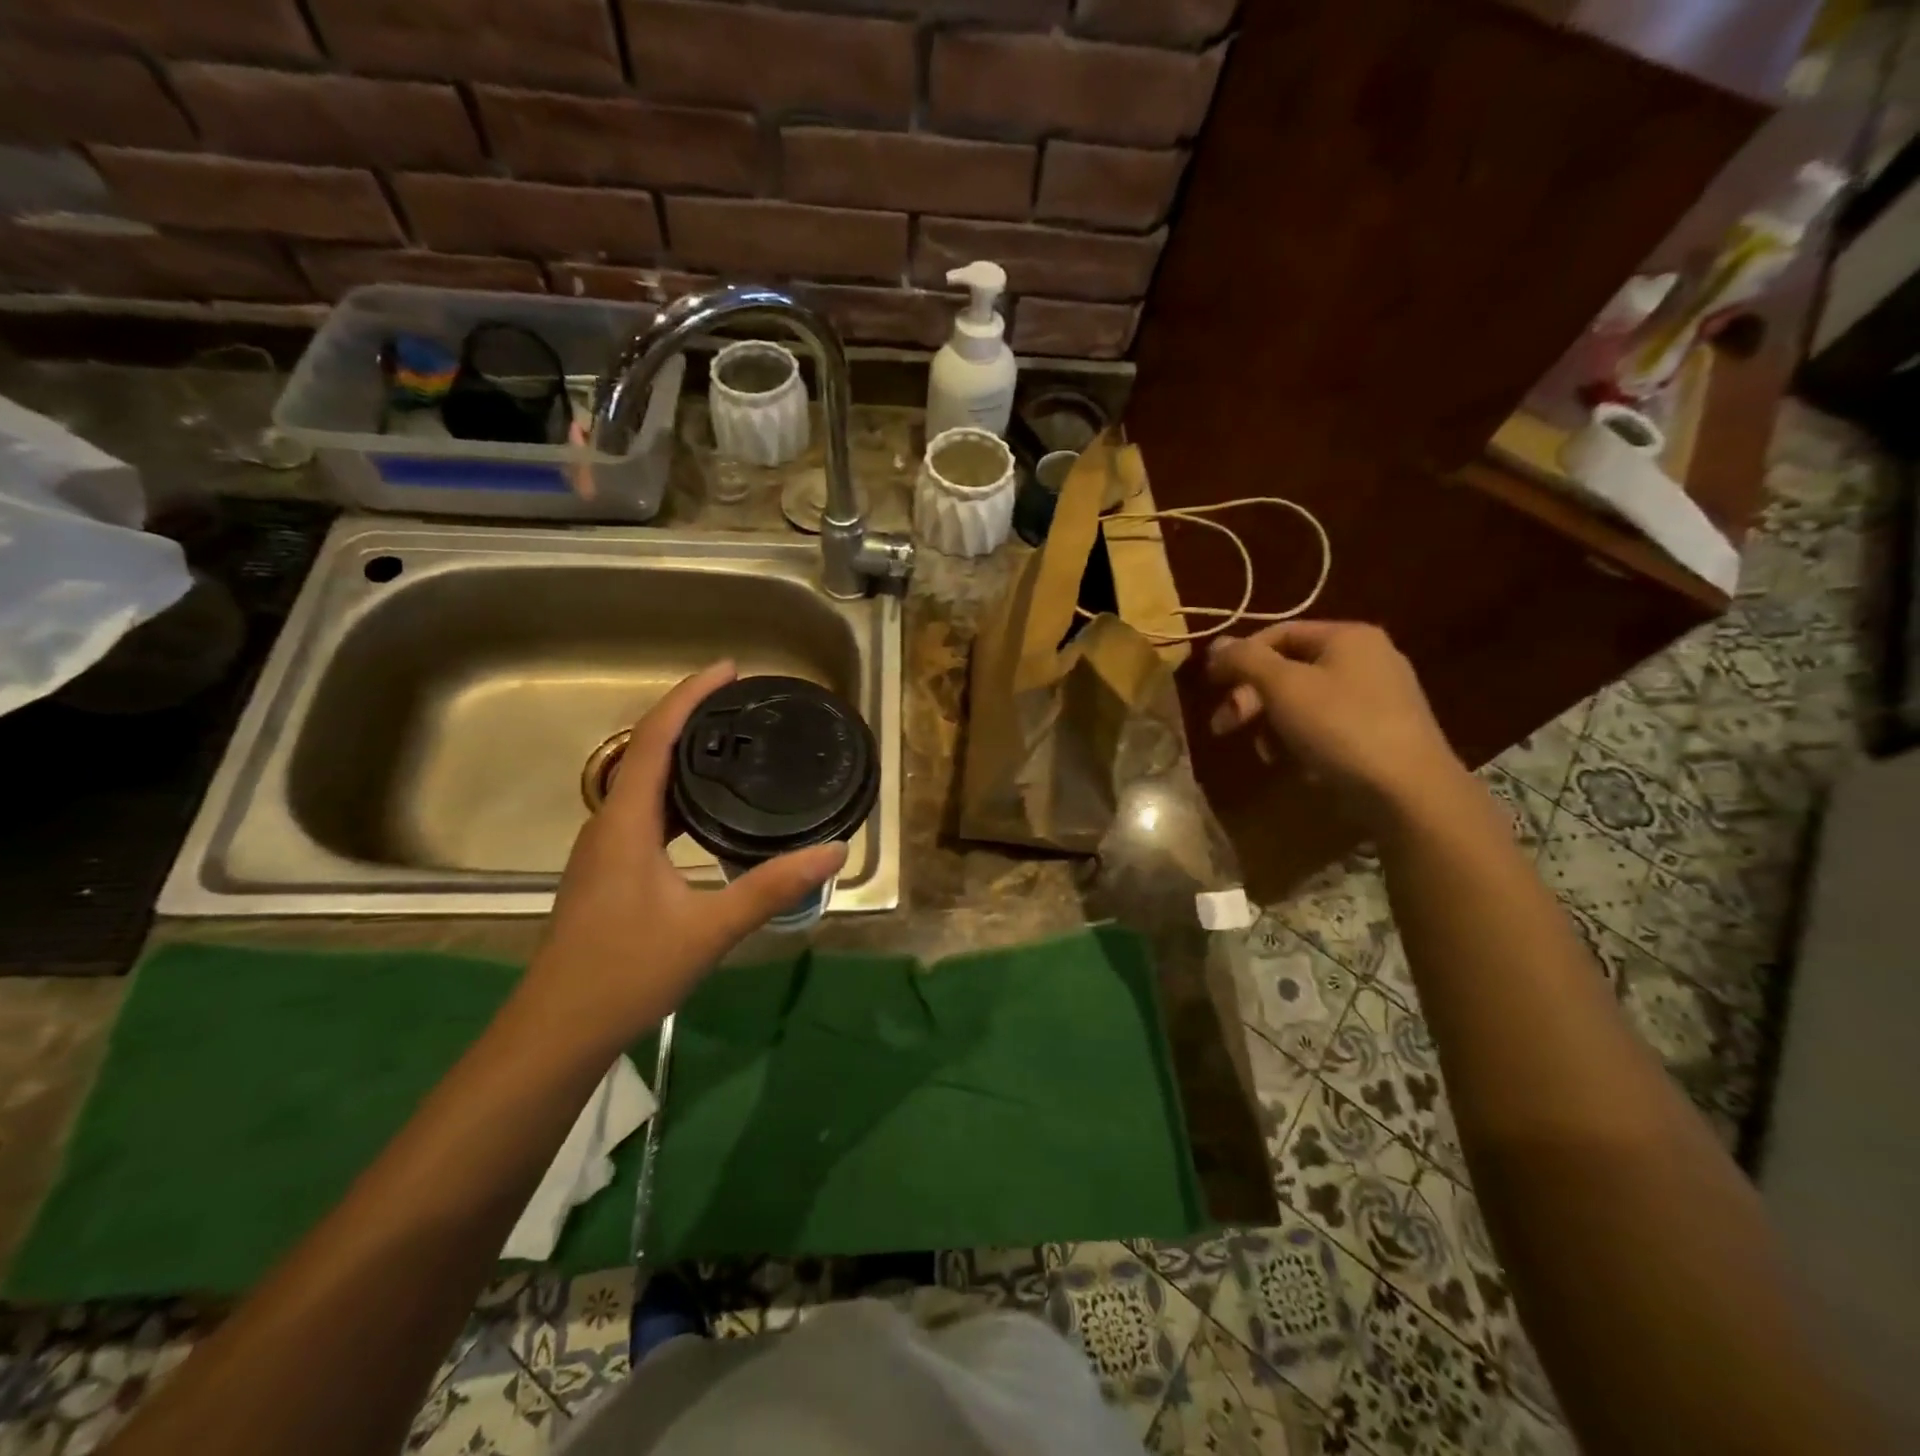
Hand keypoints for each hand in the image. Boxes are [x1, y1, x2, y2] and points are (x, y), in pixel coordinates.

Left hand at [523, 662, 845, 1042]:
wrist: (557, 1032)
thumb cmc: (626, 973)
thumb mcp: (709, 929)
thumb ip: (771, 887)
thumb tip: (834, 851)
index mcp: (624, 823)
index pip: (653, 739)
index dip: (689, 697)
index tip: (728, 669)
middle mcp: (608, 824)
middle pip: (645, 750)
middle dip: (690, 717)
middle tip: (741, 702)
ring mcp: (603, 849)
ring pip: (643, 782)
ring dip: (682, 754)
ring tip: (731, 743)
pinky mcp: (609, 870)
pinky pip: (645, 810)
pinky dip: (677, 791)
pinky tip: (706, 809)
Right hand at [1206, 622, 1468, 830]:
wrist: (1409, 791)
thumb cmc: (1340, 727)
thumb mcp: (1283, 687)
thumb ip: (1245, 660)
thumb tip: (1217, 644)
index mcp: (1347, 637)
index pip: (1278, 633)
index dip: (1240, 657)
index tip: (1211, 686)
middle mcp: (1367, 658)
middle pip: (1290, 669)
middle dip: (1252, 697)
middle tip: (1224, 726)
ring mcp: (1379, 696)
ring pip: (1305, 700)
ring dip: (1272, 723)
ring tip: (1264, 752)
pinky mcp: (1382, 732)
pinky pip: (1326, 725)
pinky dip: (1302, 739)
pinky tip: (1294, 764)